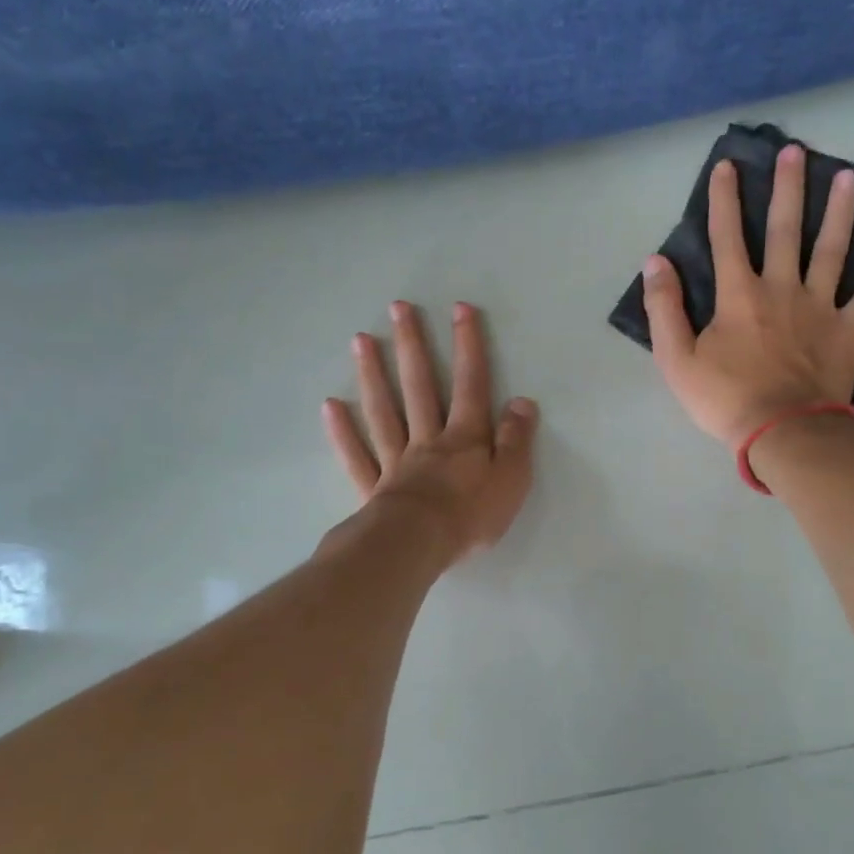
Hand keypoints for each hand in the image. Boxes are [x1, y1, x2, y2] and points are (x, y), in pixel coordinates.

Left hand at [323, 301, 538, 562]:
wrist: (418, 545)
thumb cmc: (470, 515)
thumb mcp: (511, 479)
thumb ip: (516, 440)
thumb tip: (522, 401)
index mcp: (464, 438)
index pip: (470, 384)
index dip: (468, 346)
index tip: (460, 309)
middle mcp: (428, 439)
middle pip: (419, 386)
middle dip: (412, 345)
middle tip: (398, 308)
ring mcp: (397, 461)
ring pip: (384, 411)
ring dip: (373, 375)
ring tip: (361, 340)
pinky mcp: (374, 487)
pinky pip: (357, 455)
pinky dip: (342, 431)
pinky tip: (330, 406)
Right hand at [642, 145, 853, 446]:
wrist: (781, 431)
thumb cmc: (725, 399)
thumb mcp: (676, 359)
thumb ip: (664, 309)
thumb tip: (655, 262)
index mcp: (738, 295)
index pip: (727, 237)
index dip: (724, 200)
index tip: (727, 166)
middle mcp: (781, 288)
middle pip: (786, 230)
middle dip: (787, 188)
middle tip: (795, 151)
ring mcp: (819, 307)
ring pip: (832, 250)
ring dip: (840, 211)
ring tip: (849, 177)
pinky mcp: (848, 330)